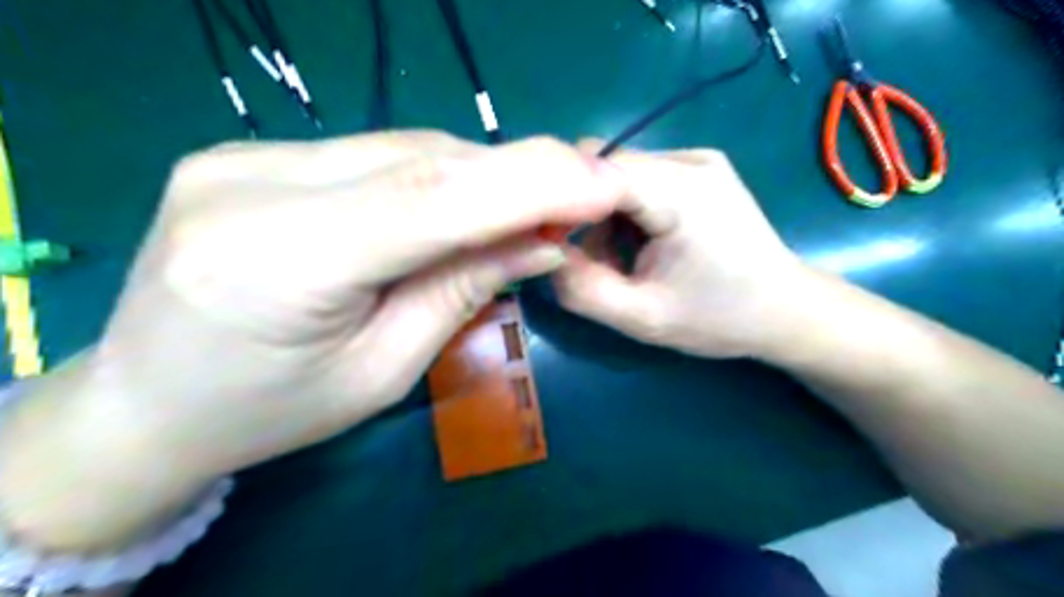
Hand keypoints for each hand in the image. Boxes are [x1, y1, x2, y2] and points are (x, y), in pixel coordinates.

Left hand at [1, 130, 625, 548]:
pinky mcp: (251, 152)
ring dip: (476, 178)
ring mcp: (243, 155)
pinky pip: (374, 154)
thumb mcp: (383, 372)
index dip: (528, 184)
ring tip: (518, 212)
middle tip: (575, 201)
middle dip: (513, 178)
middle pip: (420, 162)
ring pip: (403, 148)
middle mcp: (250, 185)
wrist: (148, 401)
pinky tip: (454, 206)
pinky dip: (433, 176)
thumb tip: (544, 240)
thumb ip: (462, 290)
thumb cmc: (271, 412)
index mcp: (276, 261)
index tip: (601, 186)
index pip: (429, 199)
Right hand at [553, 146, 801, 358]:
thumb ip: (583, 289)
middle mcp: (689, 161)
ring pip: (621, 175)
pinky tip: (645, 246)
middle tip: (589, 261)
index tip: (548, 241)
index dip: (562, 200)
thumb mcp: (643, 317)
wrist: (787, 310)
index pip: (595, 169)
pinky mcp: (701, 170)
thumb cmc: (720, 318)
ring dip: (607, 217)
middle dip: (585, 213)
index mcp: (681, 192)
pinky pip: (643, 180)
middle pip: (606, 169)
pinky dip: (629, 213)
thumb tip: (544, 255)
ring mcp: (698, 160)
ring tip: (623, 262)